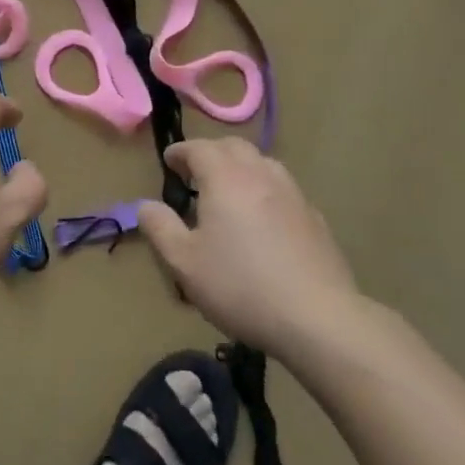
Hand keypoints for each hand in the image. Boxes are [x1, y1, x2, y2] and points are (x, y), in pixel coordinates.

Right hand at [138, 137, 356, 359]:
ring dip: (240, 168)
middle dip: (211, 153)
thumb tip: (146, 205)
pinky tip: (263, 221)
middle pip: (232, 147)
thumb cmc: (241, 286)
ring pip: (261, 164)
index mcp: (225, 176)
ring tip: (229, 193)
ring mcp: (292, 193)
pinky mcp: (314, 217)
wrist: (318, 318)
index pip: (198, 148)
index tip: (169, 163)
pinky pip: (282, 189)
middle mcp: (259, 173)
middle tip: (196, 175)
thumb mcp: (184, 263)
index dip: (180, 152)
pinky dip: (264, 191)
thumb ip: (160, 228)